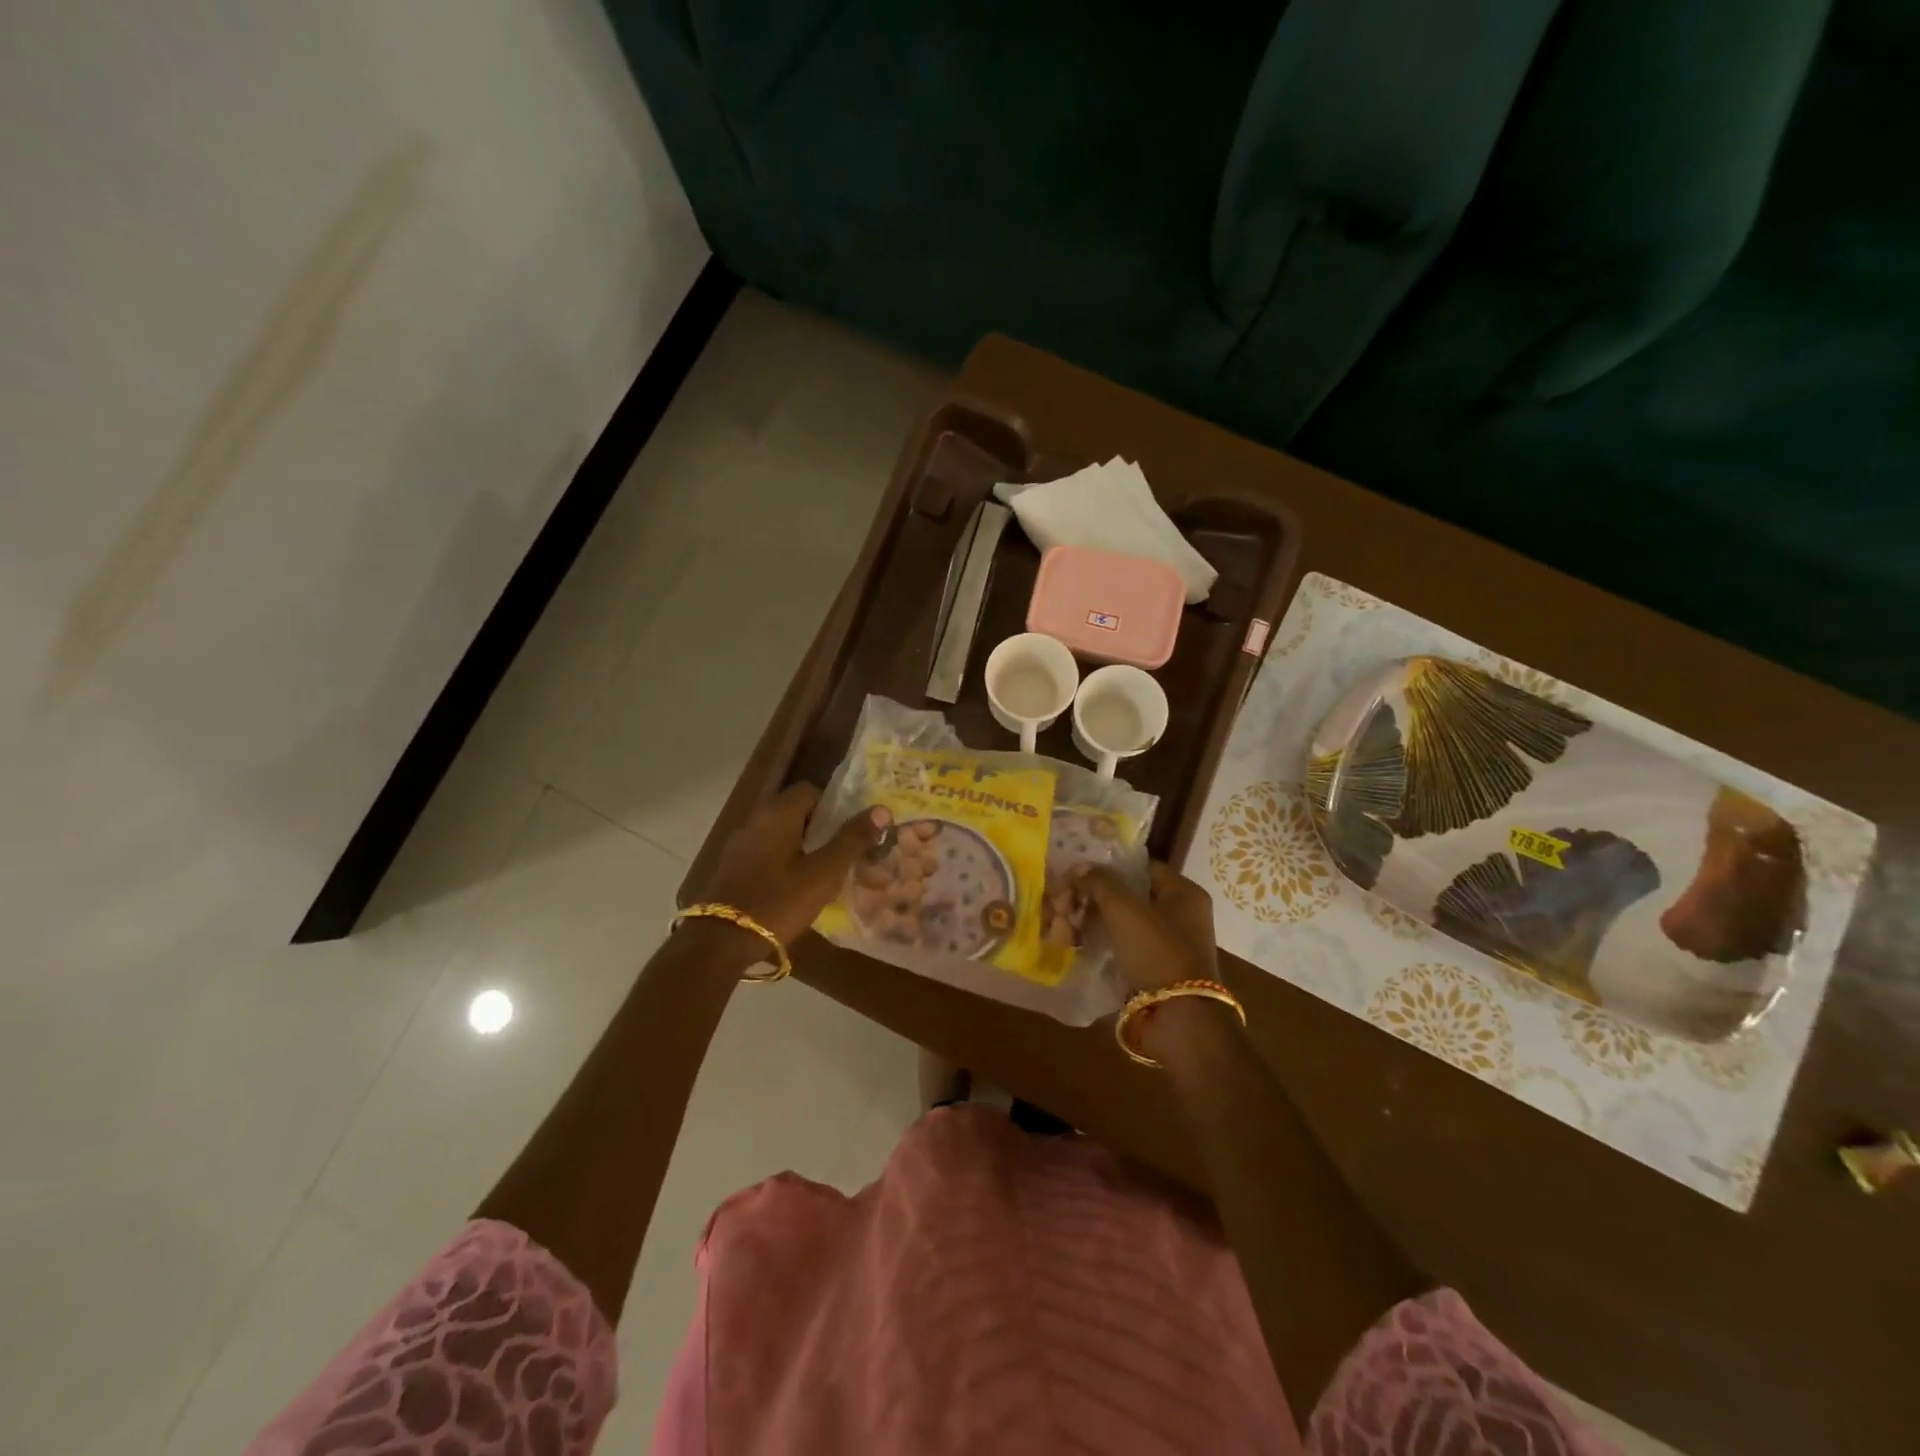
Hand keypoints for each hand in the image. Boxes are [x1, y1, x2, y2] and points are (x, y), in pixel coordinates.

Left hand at [702, 784, 889, 946]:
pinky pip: (764, 855)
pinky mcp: (731, 869)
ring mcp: (739, 845)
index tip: (848, 832)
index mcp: (778, 814)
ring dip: (801, 848)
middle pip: (794, 812)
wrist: (720, 941)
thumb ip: (852, 840)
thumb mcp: (824, 872)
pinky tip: (793, 891)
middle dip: (820, 829)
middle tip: (841, 855)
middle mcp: (755, 821)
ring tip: (822, 876)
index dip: (833, 807)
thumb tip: (882, 809)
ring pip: (779, 836)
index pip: (810, 790)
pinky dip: (782, 864)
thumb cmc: (779, 900)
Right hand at [1075, 862, 1218, 990]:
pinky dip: (1105, 943)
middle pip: (1132, 895)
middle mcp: (1182, 915)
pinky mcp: (1158, 969)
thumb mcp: (1124, 910)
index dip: (1110, 867)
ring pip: (1126, 922)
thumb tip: (1080, 867)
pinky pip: (1127, 946)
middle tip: (1068, 901)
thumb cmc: (1156, 952)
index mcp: (1184, 893)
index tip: (1080, 872)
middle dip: (1097, 897)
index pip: (1142, 867)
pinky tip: (1079, 944)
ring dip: (1097, 921)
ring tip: (1067, 923)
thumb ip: (1100, 883)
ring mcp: (1171, 944)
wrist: (1179, 1018)